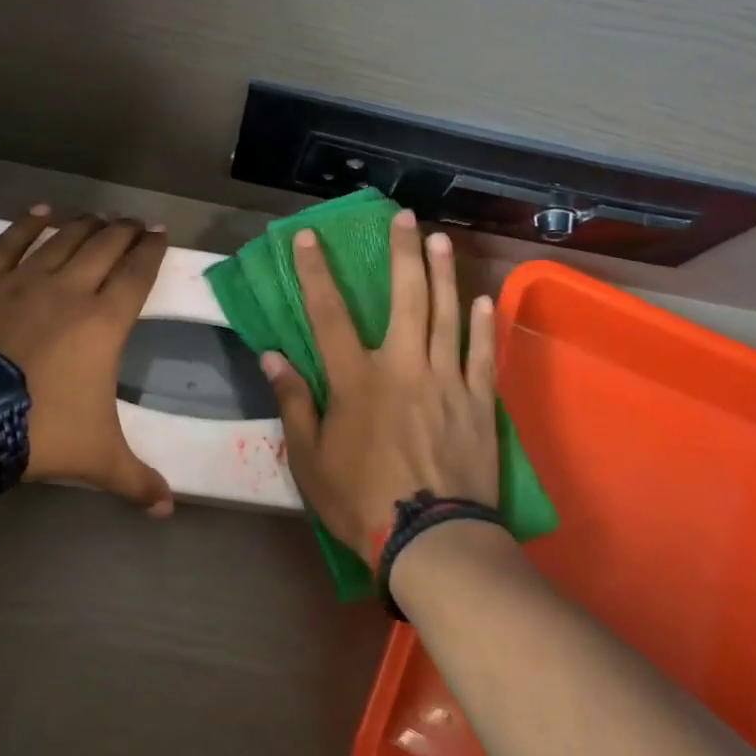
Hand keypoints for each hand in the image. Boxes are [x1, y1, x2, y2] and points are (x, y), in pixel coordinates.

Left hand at [0, 206, 173, 514]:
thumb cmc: (40, 432)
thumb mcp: (97, 458)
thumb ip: (137, 480)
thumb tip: (168, 509)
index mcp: (105, 322)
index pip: (138, 274)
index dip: (152, 250)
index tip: (160, 234)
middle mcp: (71, 289)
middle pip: (105, 246)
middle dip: (124, 230)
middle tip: (134, 222)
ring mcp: (24, 280)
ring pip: (63, 238)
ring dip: (85, 223)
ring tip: (98, 215)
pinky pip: (10, 242)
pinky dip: (28, 224)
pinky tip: (41, 212)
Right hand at [263, 210, 498, 563]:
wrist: (432, 539)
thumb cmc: (360, 500)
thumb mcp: (310, 459)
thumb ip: (294, 402)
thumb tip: (272, 356)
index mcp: (356, 379)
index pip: (328, 313)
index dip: (315, 272)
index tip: (308, 237)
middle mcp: (402, 366)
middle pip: (404, 297)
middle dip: (402, 252)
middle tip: (404, 216)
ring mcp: (446, 380)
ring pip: (446, 314)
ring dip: (444, 273)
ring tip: (442, 239)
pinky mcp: (478, 402)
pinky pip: (482, 354)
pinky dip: (483, 324)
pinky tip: (483, 299)